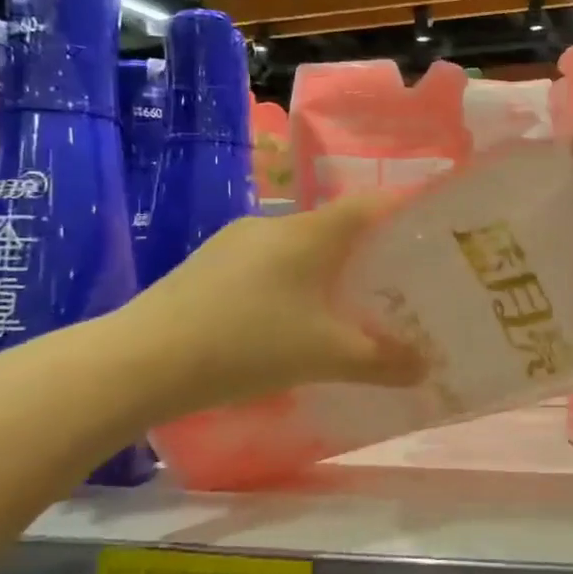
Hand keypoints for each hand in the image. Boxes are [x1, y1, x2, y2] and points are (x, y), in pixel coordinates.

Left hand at [110, 194, 426, 418]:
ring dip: (324, 271)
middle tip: (393, 284)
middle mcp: (274, 225)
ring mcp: (235, 242)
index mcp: (310, 233)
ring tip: (342, 308)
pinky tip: (285, 322)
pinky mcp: (207, 265)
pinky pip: (265, 265)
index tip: (429, 233)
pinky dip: (288, 284)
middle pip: (335, 228)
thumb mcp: (325, 356)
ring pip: (297, 248)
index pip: (370, 206)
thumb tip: (426, 367)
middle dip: (367, 254)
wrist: (143, 360)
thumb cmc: (248, 344)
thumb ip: (381, 360)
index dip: (403, 212)